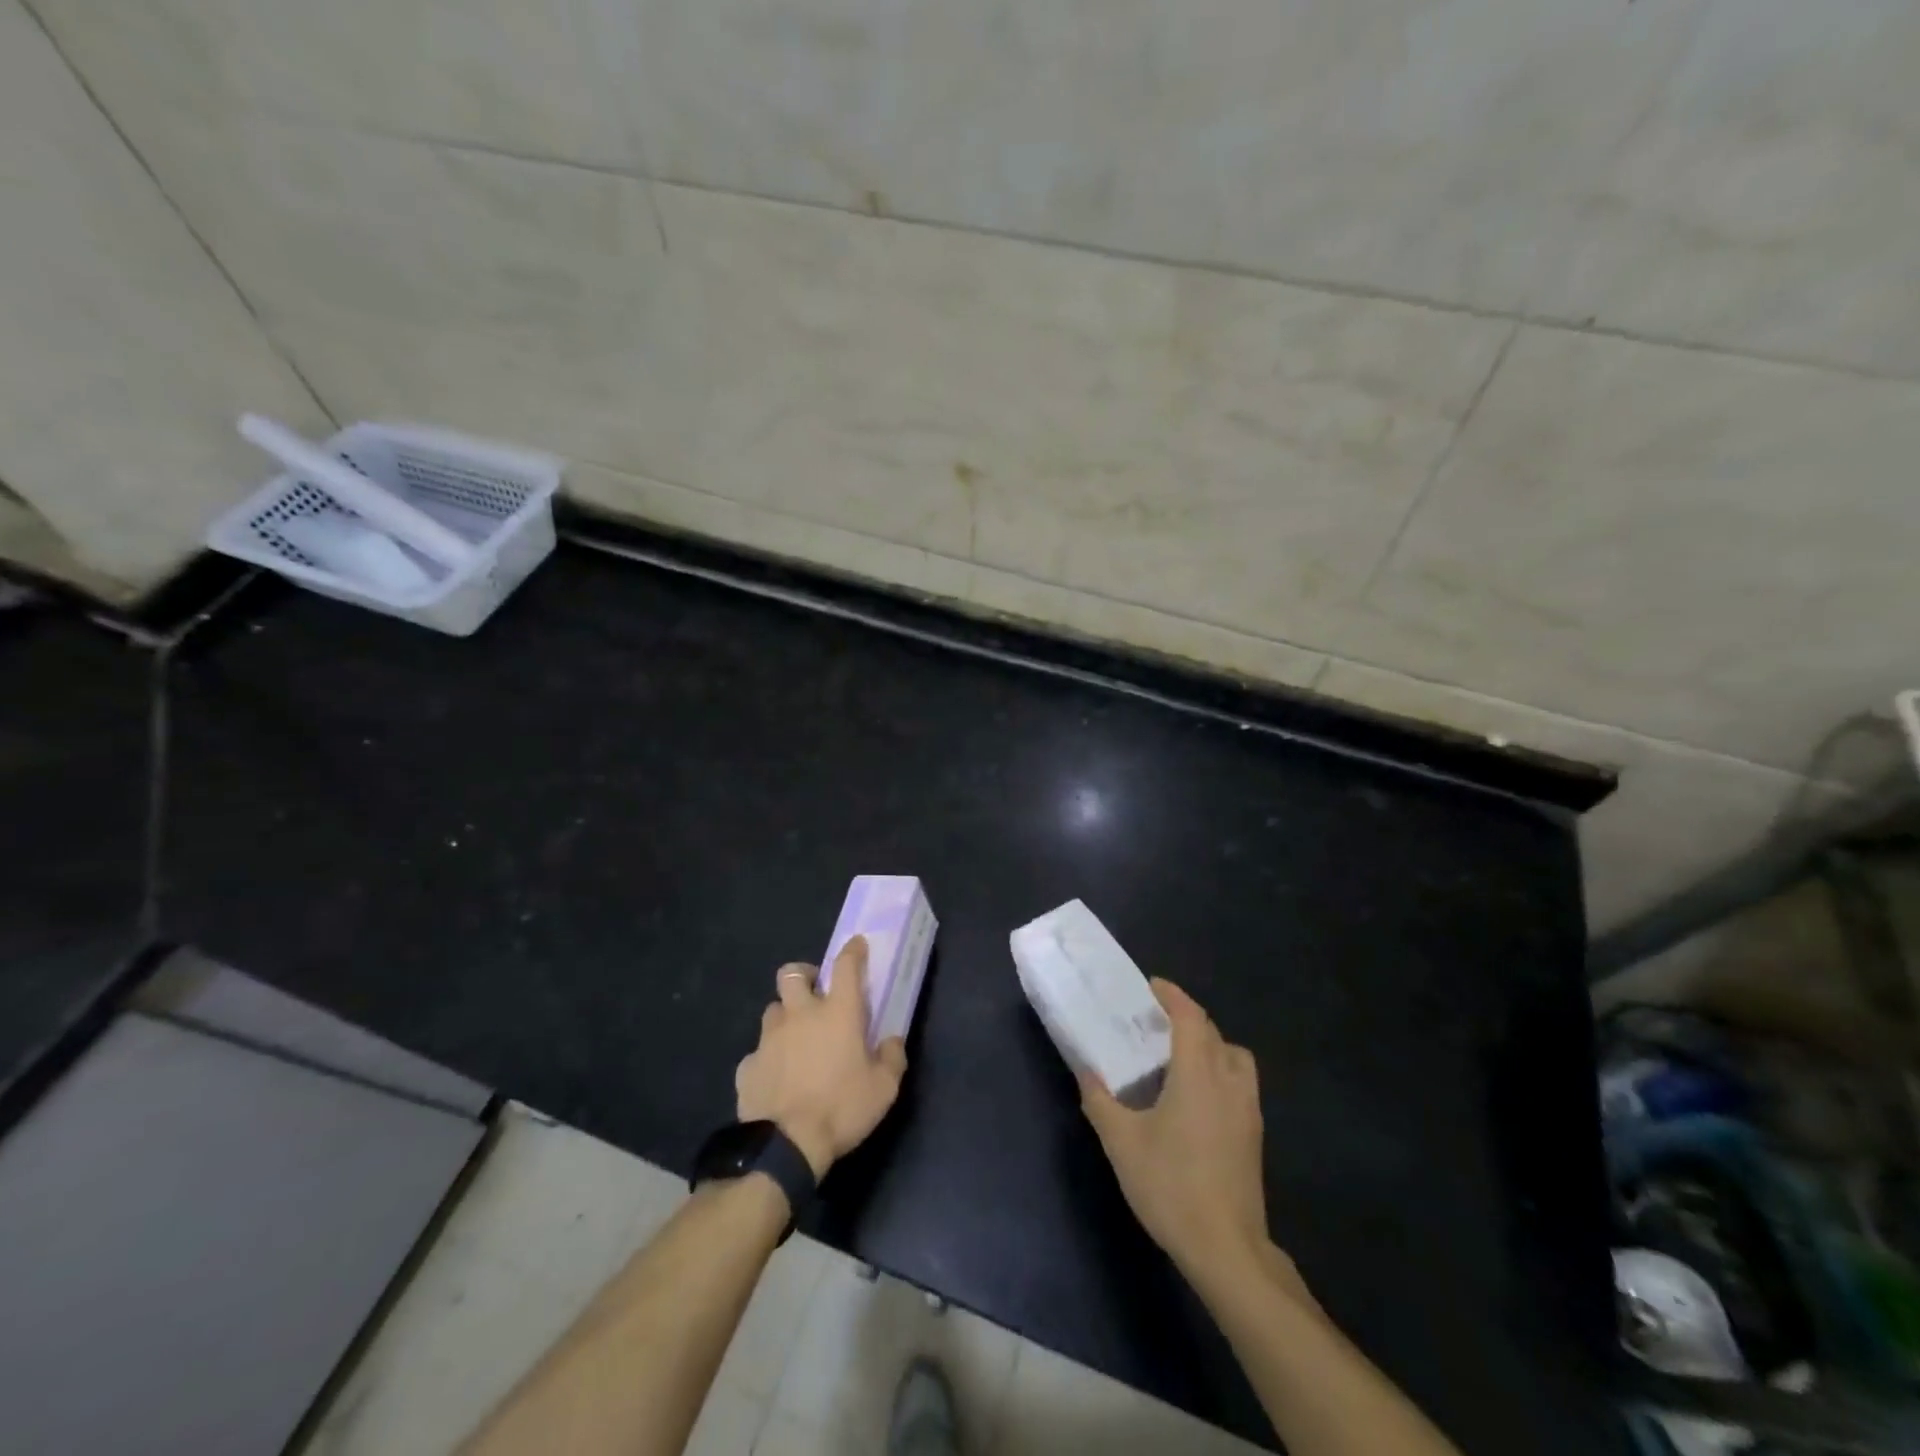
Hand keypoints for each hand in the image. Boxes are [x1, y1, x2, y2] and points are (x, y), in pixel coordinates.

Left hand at [735, 936, 907, 1179]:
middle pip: (792, 973)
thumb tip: (892, 1040)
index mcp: (837, 1013)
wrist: (786, 1146)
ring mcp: (769, 1039)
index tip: (857, 945)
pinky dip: (768, 1058)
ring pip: (773, 1010)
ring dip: (785, 1015)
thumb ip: (892, 1058)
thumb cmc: (842, 1108)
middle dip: (804, 975)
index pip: (845, 966)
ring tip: (795, 1037)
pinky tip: (777, 1077)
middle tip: (815, 991)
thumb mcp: (884, 1089)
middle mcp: (800, 1015)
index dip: (852, 951)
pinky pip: (758, 1052)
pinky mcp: (748, 1066)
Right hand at [1080, 979, 1288, 1293]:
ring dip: (1210, 1044)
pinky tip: (1195, 1098)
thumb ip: (1100, 1101)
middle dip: (1187, 1018)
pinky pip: (1239, 1083)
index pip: (1191, 1017)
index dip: (1172, 995)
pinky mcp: (1254, 1135)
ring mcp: (1248, 1110)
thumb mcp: (1122, 1142)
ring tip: (1179, 1057)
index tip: (1151, 987)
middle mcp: (1229, 1082)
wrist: (1227, 1249)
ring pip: (1235, 1057)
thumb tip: (1085, 1072)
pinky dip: (1220, 1072)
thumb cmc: (1171, 1186)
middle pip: (1213, 1032)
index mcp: (1199, 1074)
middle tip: (1155, 1022)